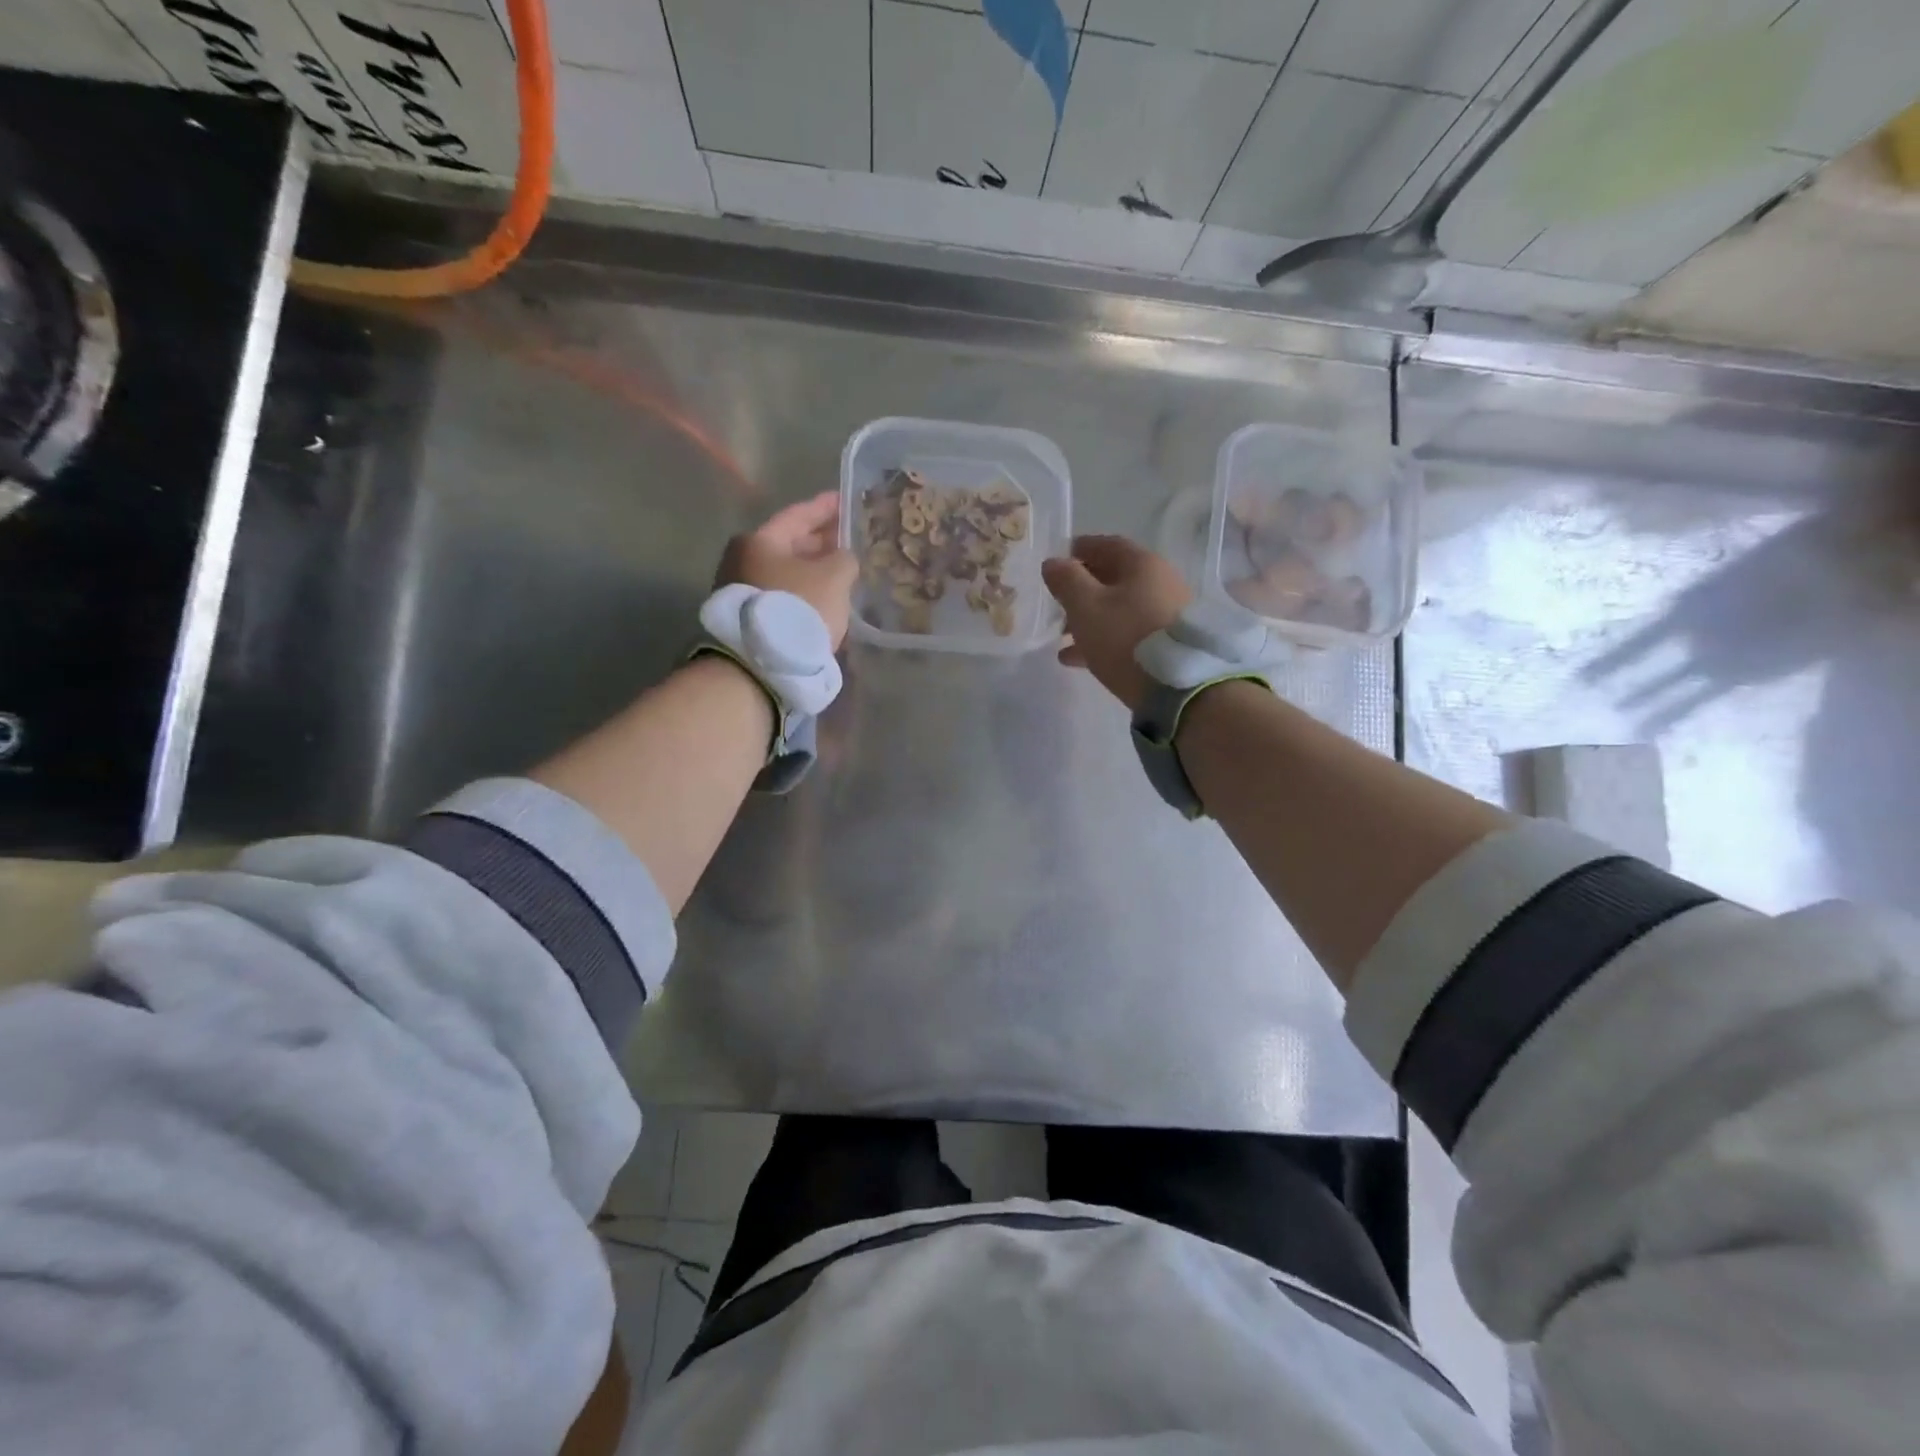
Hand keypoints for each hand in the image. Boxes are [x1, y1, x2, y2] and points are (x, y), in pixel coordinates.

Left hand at [717, 491, 859, 649]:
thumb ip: (844, 558)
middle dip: (819, 542)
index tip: (844, 500)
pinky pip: (783, 596)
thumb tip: (841, 559)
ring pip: (786, 573)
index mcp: (759, 541)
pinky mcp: (750, 620)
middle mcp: (742, 560)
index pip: (797, 515)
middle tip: (846, 538)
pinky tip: (824, 599)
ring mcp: (742, 592)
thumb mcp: (834, 576)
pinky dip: (804, 593)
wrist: (763, 665)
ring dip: (812, 571)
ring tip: (840, 571)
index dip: (824, 508)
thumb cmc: (799, 607)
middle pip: (789, 544)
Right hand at [1041, 535, 1190, 711]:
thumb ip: (1066, 581)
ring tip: (1062, 637)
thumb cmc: (1126, 637)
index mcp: (1142, 564)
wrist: (1178, 686)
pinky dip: (1104, 639)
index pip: (1107, 545)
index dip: (1079, 550)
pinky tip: (1076, 659)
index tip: (1057, 562)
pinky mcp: (1168, 643)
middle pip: (1114, 578)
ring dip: (1089, 618)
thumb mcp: (1086, 607)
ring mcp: (1167, 613)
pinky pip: (1129, 632)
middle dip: (1082, 590)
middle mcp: (1160, 582)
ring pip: (1120, 608)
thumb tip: (1053, 562)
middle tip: (1056, 603)